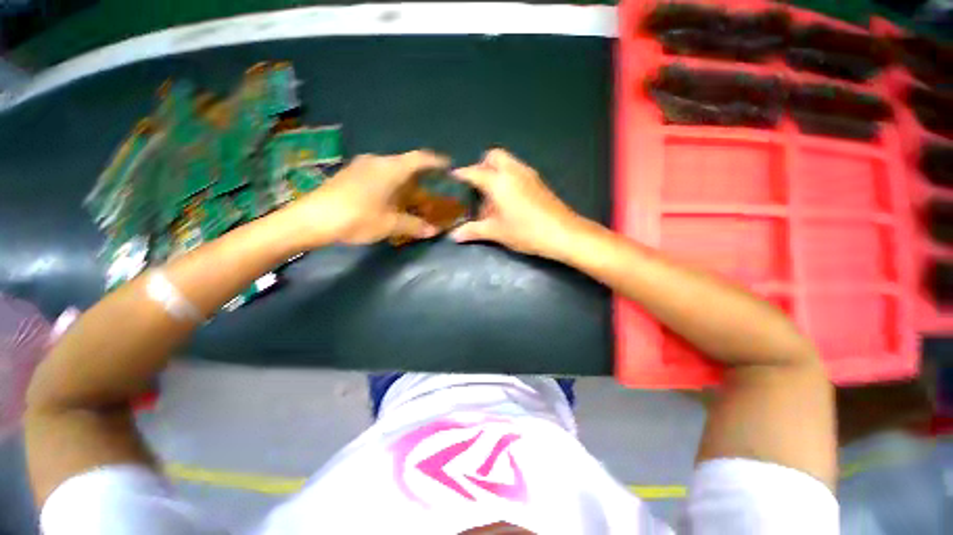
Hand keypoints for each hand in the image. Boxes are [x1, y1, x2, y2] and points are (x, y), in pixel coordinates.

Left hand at [283, 150, 449, 245]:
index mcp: (391, 168)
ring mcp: (362, 166)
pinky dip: (392, 188)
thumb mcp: (390, 225)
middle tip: (434, 195)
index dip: (437, 162)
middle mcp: (378, 162)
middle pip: (407, 167)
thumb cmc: (357, 217)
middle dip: (423, 182)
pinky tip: (393, 203)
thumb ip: (415, 225)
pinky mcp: (351, 175)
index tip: (449, 167)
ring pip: (393, 173)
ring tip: (416, 202)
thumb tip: (433, 231)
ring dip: (407, 187)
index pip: (421, 159)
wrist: (312, 219)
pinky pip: (380, 177)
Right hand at [450, 149, 586, 259]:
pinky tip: (508, 200)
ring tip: (491, 197)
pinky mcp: (538, 181)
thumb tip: (454, 235)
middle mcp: (513, 170)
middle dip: (481, 166)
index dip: (460, 175)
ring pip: (507, 162)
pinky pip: (518, 171)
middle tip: (476, 188)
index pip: (473, 172)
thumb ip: (473, 231)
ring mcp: (528, 174)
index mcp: (498, 181)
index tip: (451, 181)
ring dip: (496, 172)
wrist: (563, 233)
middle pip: (493, 156)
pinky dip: (508, 178)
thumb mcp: (496, 232)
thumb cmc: (525, 231)